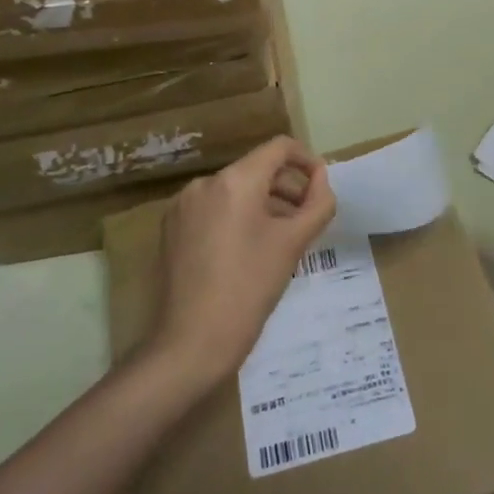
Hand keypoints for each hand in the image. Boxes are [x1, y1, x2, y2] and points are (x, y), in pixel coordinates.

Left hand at [148, 137, 336, 387]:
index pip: (279, 148)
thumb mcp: (293, 244)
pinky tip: (248, 250)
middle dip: (287, 187)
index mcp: (235, 180)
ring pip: (235, 190)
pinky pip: (214, 208)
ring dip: (263, 204)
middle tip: (308, 218)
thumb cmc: (249, 289)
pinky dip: (236, 217)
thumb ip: (317, 203)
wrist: (191, 344)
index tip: (321, 187)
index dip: (306, 161)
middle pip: (256, 169)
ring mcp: (184, 205)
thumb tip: (321, 179)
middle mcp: (206, 182)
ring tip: (282, 237)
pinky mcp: (172, 228)